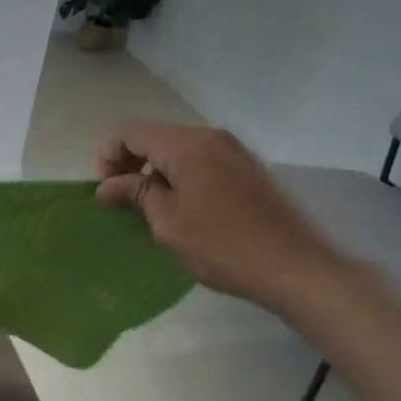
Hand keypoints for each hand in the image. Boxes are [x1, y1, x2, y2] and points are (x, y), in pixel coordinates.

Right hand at [95, 122, 349, 312]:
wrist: (295, 268)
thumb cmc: (223, 246)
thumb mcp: (168, 223)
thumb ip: (136, 194)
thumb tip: (107, 186)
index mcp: (187, 146)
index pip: (130, 132)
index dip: (108, 156)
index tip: (104, 190)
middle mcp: (210, 136)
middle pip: (154, 135)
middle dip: (129, 161)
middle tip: (119, 197)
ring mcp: (233, 149)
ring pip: (177, 146)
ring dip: (154, 168)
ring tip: (147, 204)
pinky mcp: (246, 166)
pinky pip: (199, 157)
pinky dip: (178, 173)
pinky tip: (179, 205)